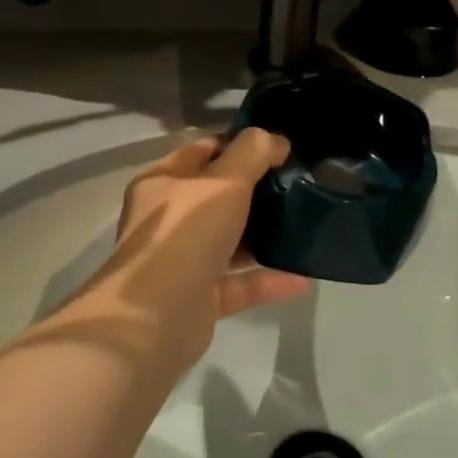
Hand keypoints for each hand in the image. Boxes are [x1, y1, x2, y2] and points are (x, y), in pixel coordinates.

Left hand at [71, 129, 308, 370]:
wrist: (155, 318)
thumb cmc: (185, 233)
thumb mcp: (224, 181)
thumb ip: (252, 154)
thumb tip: (275, 139)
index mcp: (162, 183)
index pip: (201, 152)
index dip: (236, 146)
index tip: (276, 148)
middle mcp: (168, 220)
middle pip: (216, 197)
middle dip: (254, 190)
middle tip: (295, 183)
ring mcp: (182, 261)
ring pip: (228, 241)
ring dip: (262, 235)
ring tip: (303, 225)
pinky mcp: (199, 299)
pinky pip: (239, 283)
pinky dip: (268, 280)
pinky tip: (303, 277)